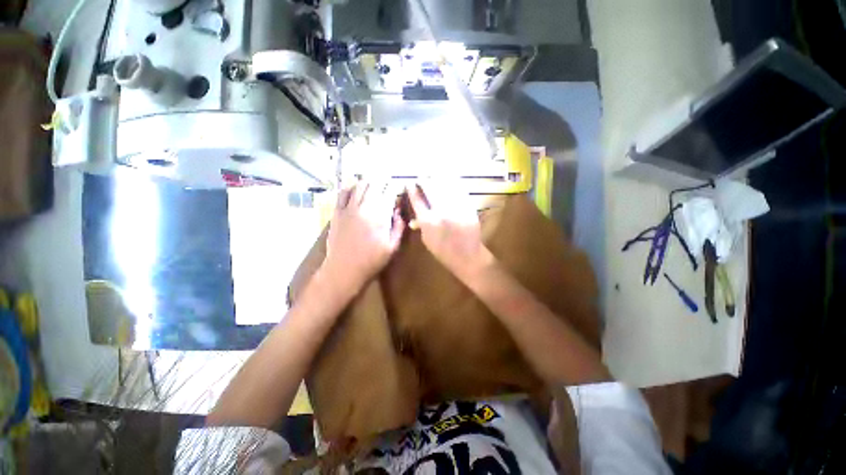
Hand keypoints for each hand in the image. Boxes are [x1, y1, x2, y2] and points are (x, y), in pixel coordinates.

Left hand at [322, 182, 404, 293]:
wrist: (344, 270)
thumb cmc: (371, 261)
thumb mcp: (392, 247)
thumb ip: (398, 227)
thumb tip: (398, 211)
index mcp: (380, 216)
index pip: (388, 192)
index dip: (394, 187)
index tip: (398, 187)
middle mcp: (364, 207)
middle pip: (374, 184)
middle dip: (383, 180)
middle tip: (387, 182)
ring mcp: (348, 208)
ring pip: (359, 185)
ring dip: (368, 181)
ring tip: (374, 182)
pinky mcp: (337, 212)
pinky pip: (343, 193)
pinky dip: (350, 187)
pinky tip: (355, 187)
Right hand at [407, 182, 493, 279]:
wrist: (468, 256)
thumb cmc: (444, 252)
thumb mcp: (427, 240)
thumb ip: (421, 224)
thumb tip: (417, 214)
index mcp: (428, 221)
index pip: (417, 200)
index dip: (412, 189)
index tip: (409, 183)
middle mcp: (441, 211)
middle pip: (430, 188)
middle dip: (424, 180)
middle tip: (422, 177)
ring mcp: (456, 207)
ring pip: (445, 185)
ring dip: (437, 178)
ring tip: (433, 173)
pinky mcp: (468, 206)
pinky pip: (459, 190)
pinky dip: (452, 183)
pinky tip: (449, 178)